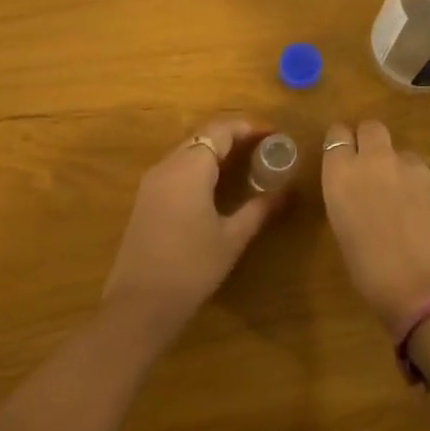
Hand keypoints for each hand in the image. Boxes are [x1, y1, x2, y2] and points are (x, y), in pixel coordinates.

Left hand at [103, 115, 284, 336]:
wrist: (140, 303)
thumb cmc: (192, 267)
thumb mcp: (232, 238)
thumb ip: (260, 209)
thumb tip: (289, 193)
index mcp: (189, 168)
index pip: (220, 130)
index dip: (248, 127)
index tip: (274, 134)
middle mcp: (166, 166)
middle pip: (202, 137)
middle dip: (233, 137)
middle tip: (263, 149)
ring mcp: (151, 183)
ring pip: (187, 152)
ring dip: (215, 152)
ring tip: (245, 165)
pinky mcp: (144, 200)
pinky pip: (175, 170)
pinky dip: (199, 168)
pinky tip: (216, 188)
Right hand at [321, 120, 429, 331]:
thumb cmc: (374, 275)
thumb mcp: (346, 235)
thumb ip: (350, 202)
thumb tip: (361, 196)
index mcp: (342, 176)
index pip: (336, 135)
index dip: (341, 145)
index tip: (343, 159)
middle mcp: (377, 162)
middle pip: (372, 128)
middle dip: (370, 142)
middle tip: (372, 170)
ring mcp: (415, 169)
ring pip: (403, 154)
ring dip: (399, 170)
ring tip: (404, 204)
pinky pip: (427, 177)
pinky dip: (423, 191)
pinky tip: (427, 220)